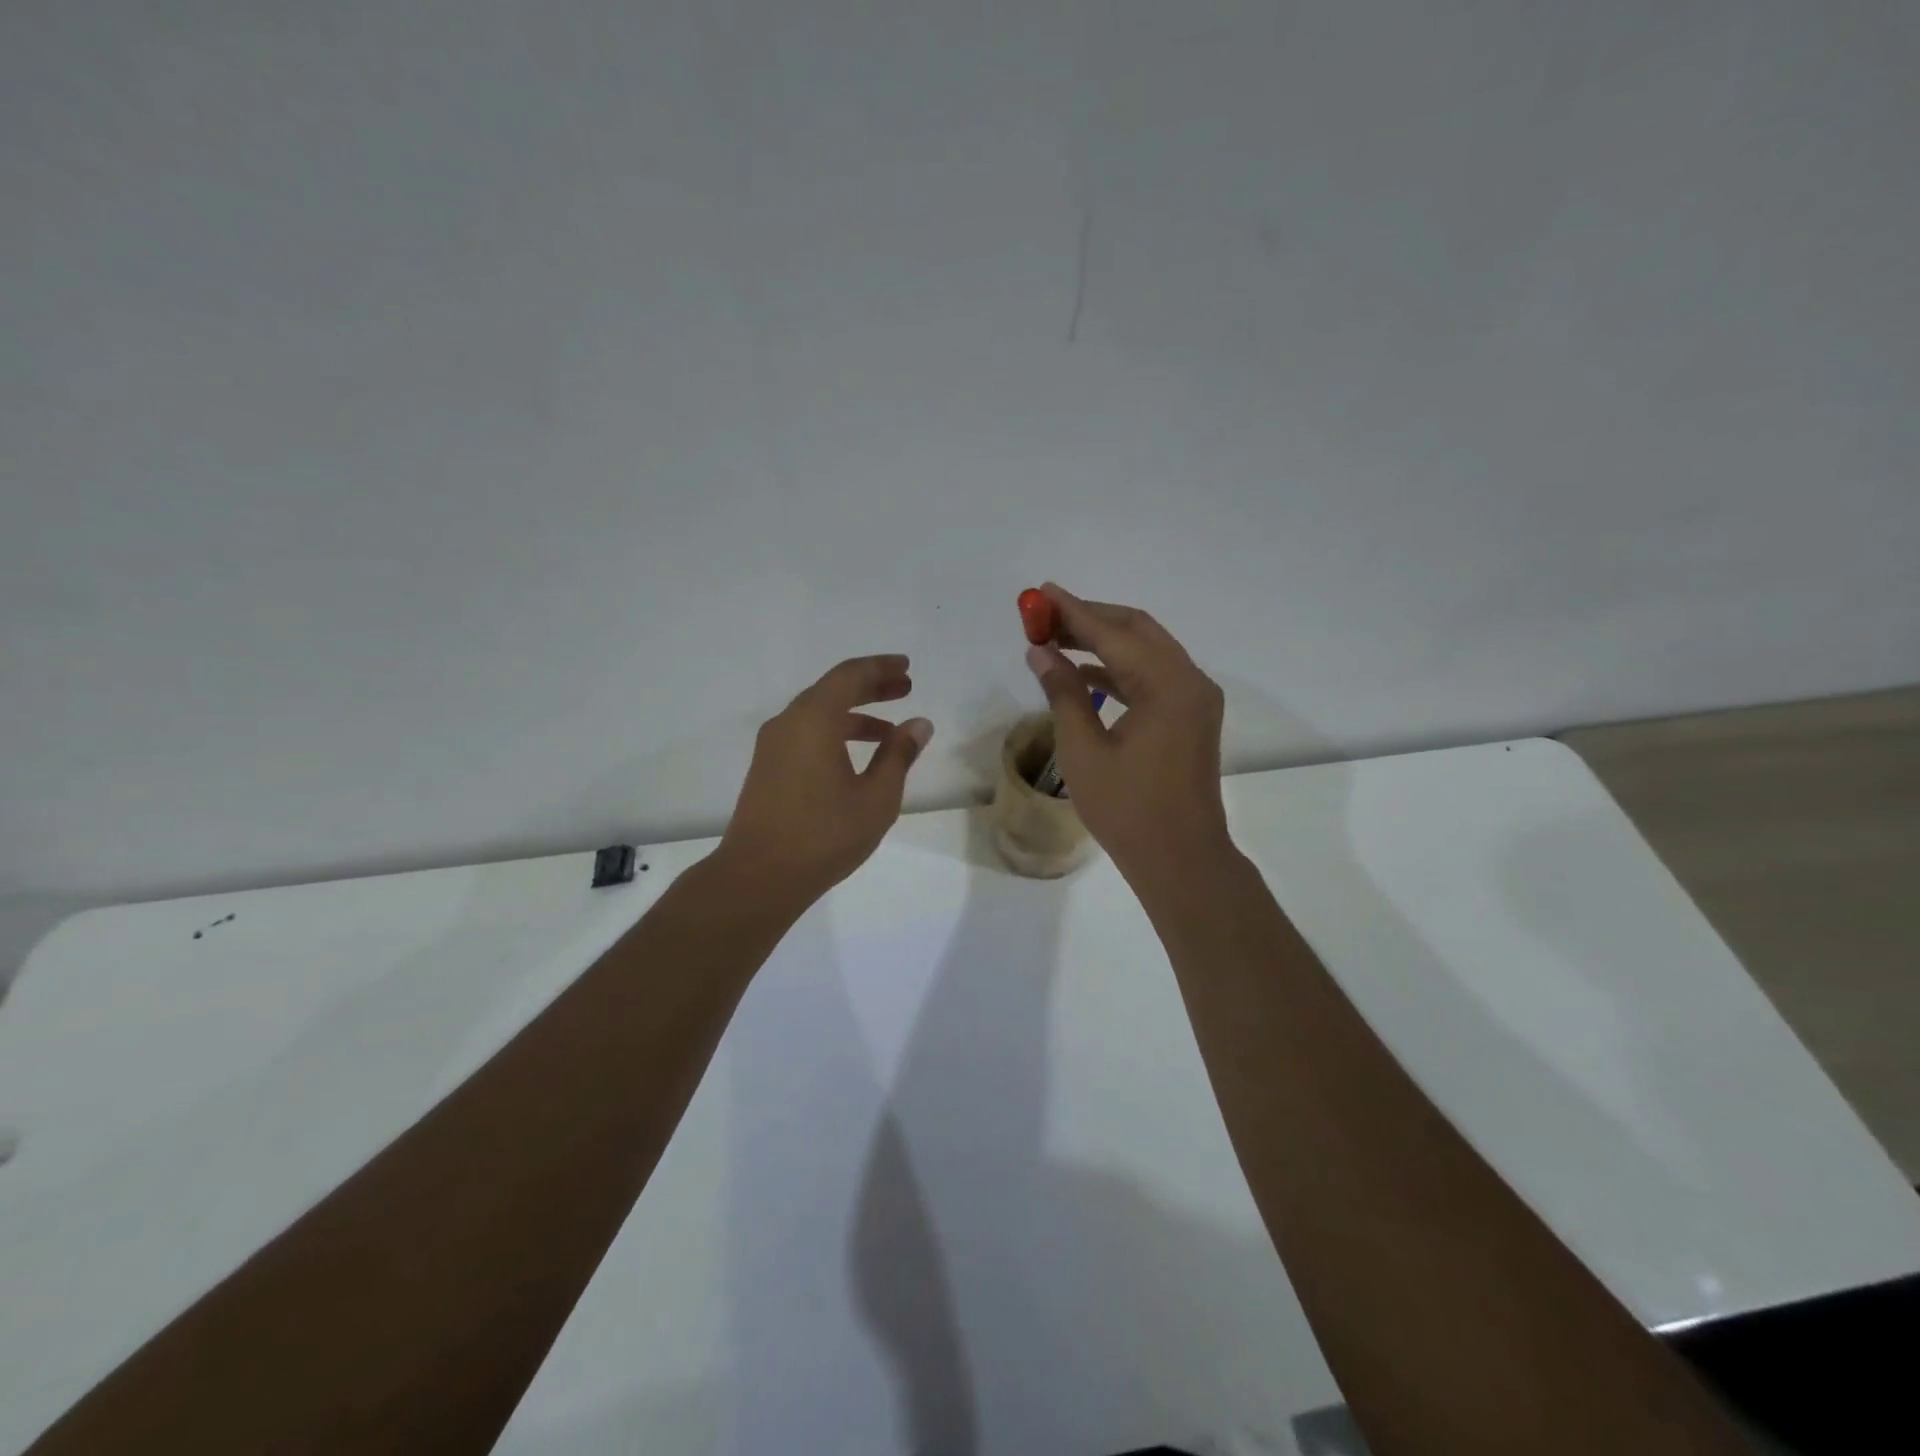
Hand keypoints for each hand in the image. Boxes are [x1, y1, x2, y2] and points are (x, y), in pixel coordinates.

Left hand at [716, 655, 932, 907]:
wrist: (758, 876)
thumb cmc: (824, 835)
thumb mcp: (876, 797)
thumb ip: (899, 755)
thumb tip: (919, 724)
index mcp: (814, 719)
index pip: (850, 675)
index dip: (881, 668)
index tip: (906, 668)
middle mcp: (788, 722)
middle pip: (832, 689)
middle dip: (871, 686)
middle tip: (905, 688)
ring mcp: (772, 745)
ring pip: (818, 713)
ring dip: (854, 713)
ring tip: (889, 730)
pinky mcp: (767, 767)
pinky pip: (805, 733)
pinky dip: (834, 732)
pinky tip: (856, 756)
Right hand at [1024, 585, 1232, 886]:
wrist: (1180, 858)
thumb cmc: (1127, 809)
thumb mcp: (1083, 749)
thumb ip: (1063, 692)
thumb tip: (1040, 651)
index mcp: (1168, 685)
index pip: (1113, 633)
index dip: (1073, 611)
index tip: (1040, 593)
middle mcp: (1190, 681)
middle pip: (1137, 631)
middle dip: (1090, 619)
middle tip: (1044, 616)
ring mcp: (1196, 699)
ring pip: (1146, 652)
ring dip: (1104, 643)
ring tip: (1056, 640)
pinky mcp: (1192, 717)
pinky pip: (1154, 677)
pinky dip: (1120, 669)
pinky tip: (1085, 673)